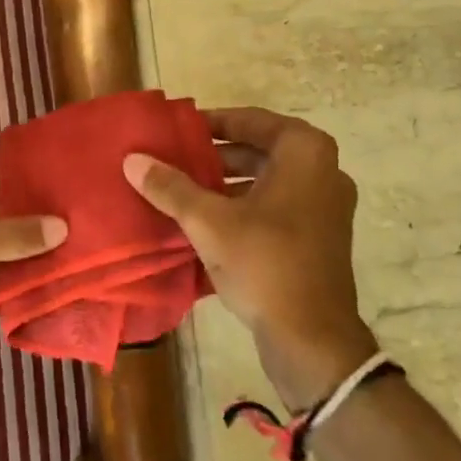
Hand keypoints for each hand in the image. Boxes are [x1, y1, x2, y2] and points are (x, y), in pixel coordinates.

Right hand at [124, 108, 376, 409]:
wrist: (312, 340)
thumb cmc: (264, 263)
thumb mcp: (208, 222)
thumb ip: (170, 187)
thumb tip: (133, 159)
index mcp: (305, 152)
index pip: (250, 120)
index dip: (212, 122)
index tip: (179, 130)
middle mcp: (324, 170)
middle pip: (260, 149)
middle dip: (217, 155)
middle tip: (176, 159)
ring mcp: (327, 205)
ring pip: (268, 180)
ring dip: (228, 182)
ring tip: (185, 189)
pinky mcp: (321, 236)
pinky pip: (277, 205)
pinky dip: (245, 206)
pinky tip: (208, 221)